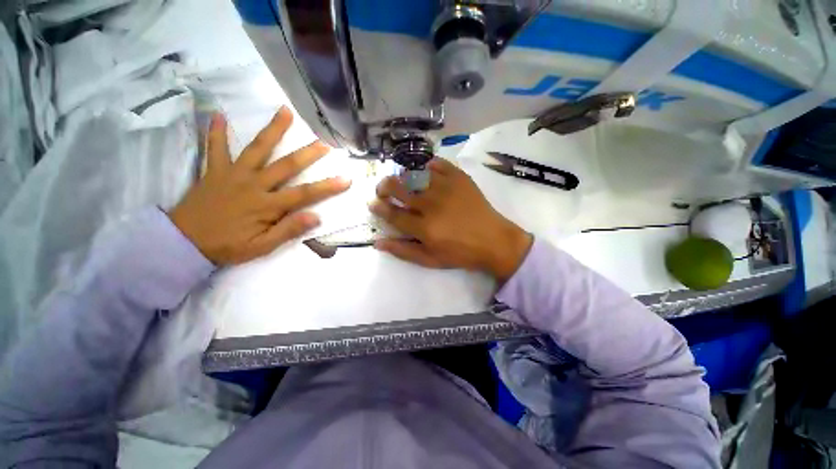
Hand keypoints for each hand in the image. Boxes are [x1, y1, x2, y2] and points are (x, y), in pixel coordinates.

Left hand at [169, 107, 349, 264]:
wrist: (183, 242)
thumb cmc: (228, 246)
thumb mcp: (262, 247)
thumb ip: (288, 230)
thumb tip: (316, 217)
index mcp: (267, 205)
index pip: (304, 194)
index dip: (327, 187)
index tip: (346, 178)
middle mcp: (254, 185)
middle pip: (286, 165)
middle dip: (308, 153)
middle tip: (324, 142)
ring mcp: (233, 174)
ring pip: (257, 149)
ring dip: (272, 130)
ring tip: (285, 111)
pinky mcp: (214, 171)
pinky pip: (215, 148)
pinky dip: (216, 132)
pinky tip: (219, 115)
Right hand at [370, 158, 531, 281]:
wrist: (493, 240)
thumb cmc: (460, 253)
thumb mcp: (430, 260)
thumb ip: (403, 251)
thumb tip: (378, 242)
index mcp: (425, 227)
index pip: (393, 214)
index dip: (379, 208)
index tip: (372, 203)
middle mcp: (432, 204)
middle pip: (399, 188)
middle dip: (384, 187)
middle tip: (383, 190)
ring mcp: (447, 188)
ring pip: (415, 174)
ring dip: (403, 177)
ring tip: (402, 182)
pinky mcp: (460, 178)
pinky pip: (438, 164)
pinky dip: (427, 166)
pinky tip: (425, 172)